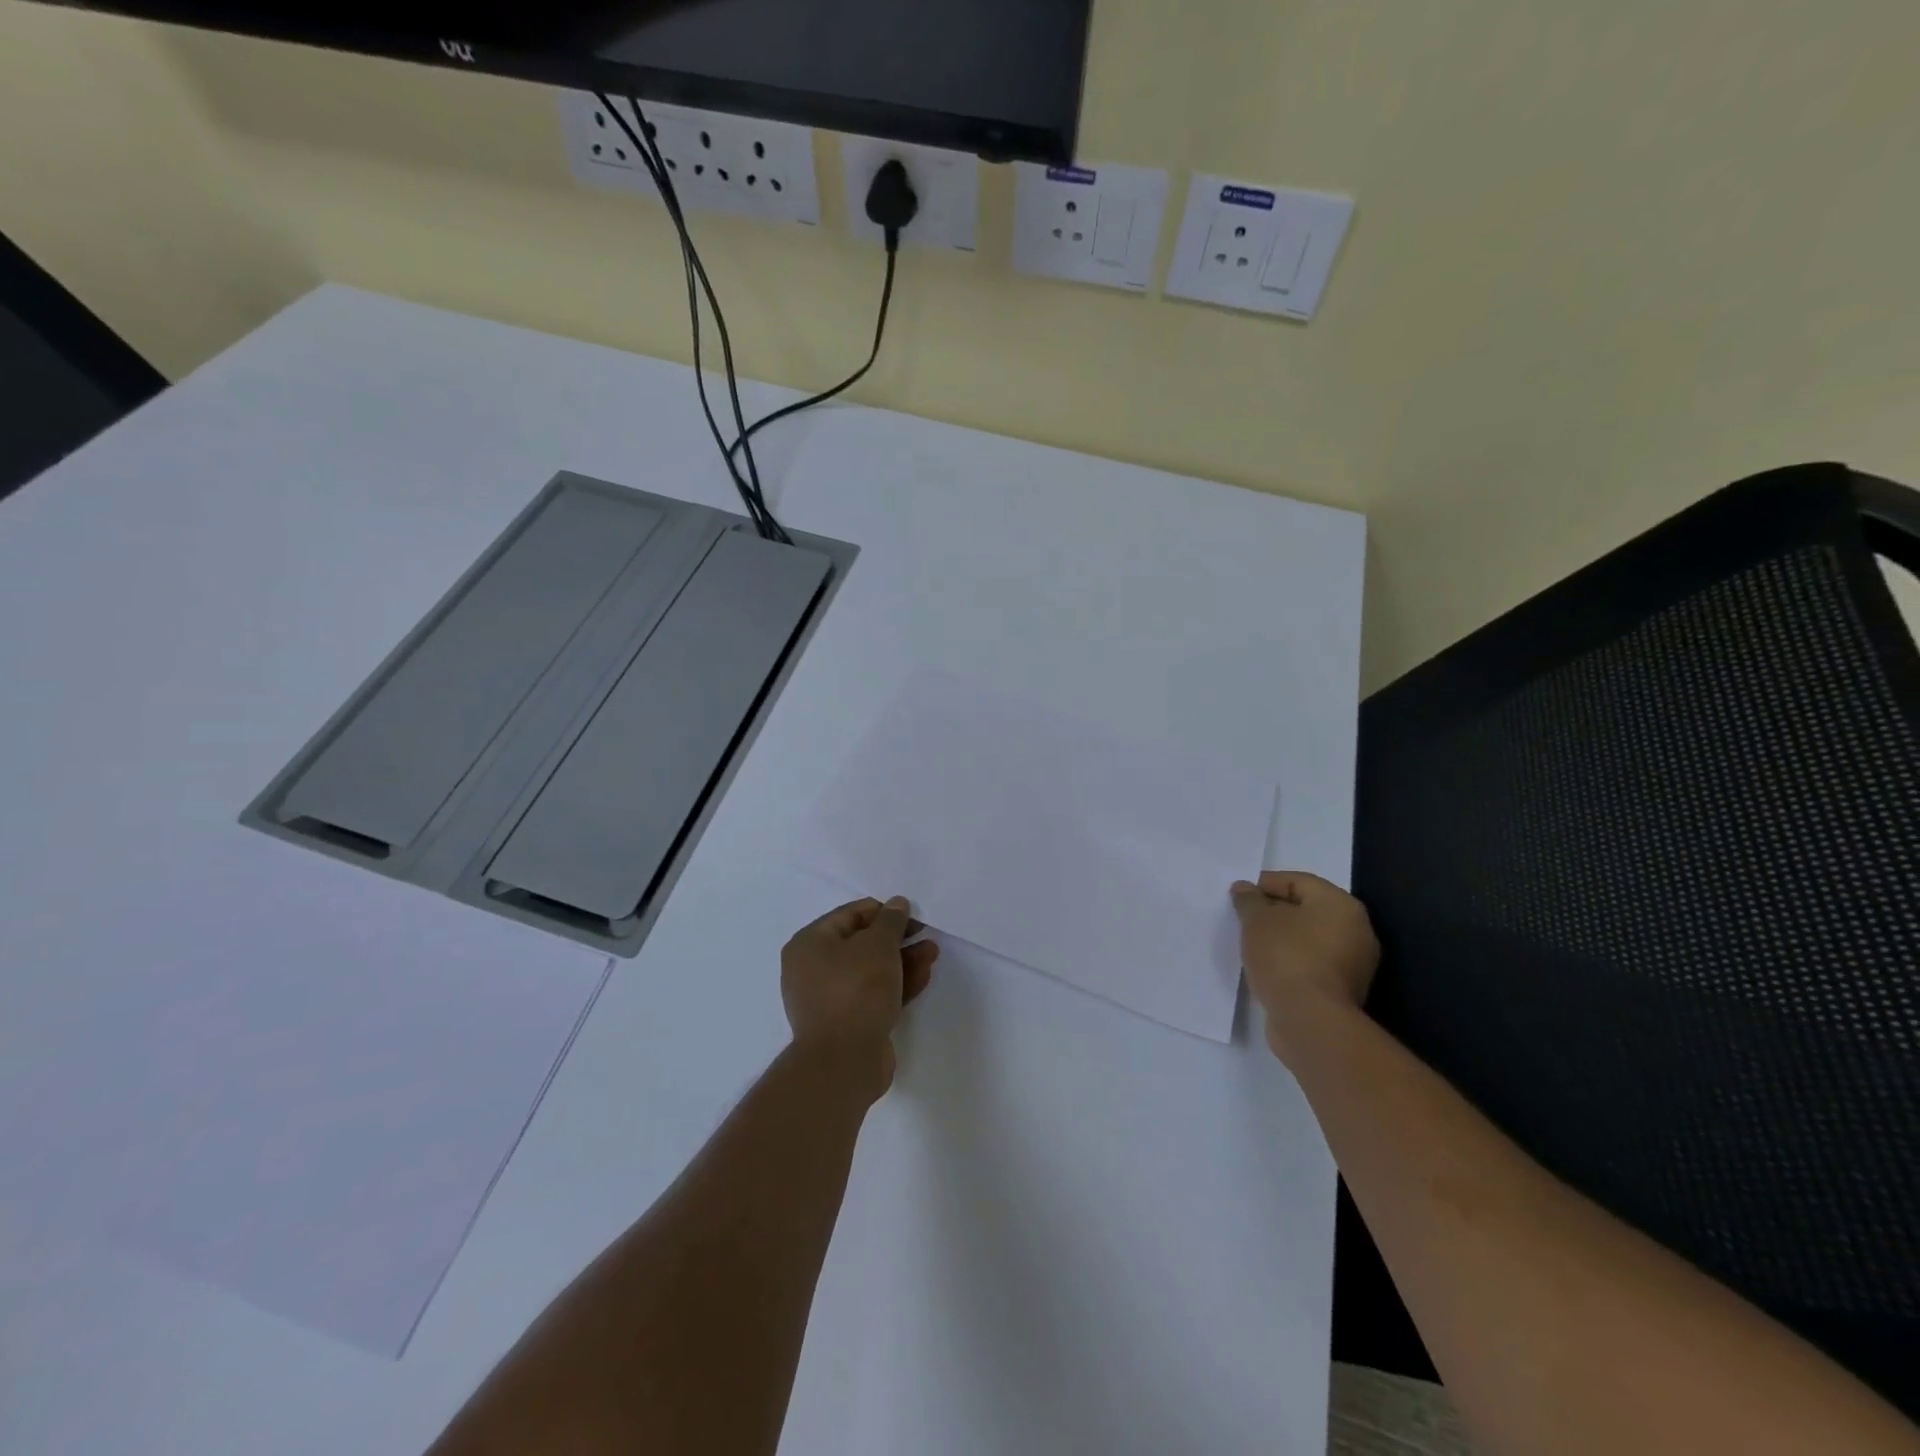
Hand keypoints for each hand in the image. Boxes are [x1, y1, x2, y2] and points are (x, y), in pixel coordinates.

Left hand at [782, 897, 937, 1094]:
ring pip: (870, 971)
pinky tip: (923, 976)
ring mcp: (829, 999)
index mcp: (809, 944)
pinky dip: (896, 984)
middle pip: (861, 944)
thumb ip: (891, 921)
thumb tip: (897, 903)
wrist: (844, 1061)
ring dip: (901, 960)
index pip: (850, 915)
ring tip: (932, 953)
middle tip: (925, 935)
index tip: (913, 916)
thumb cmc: (856, 990)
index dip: (884, 912)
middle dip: (897, 939)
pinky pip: (872, 994)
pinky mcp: (846, 1023)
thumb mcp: (878, 945)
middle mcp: (812, 969)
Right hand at [1231, 872, 1379, 1061]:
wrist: (1310, 1020)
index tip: (1239, 895)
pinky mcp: (1344, 990)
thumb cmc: (1286, 957)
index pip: (1298, 881)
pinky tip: (1266, 965)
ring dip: (1281, 937)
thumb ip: (1249, 900)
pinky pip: (1312, 962)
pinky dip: (1290, 959)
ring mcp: (1354, 963)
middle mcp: (1356, 930)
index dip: (1265, 884)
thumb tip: (1245, 889)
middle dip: (1273, 911)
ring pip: (1309, 938)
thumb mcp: (1257, 921)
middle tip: (1243, 918)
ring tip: (1250, 942)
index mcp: (1341, 905)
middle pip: (1306, 909)